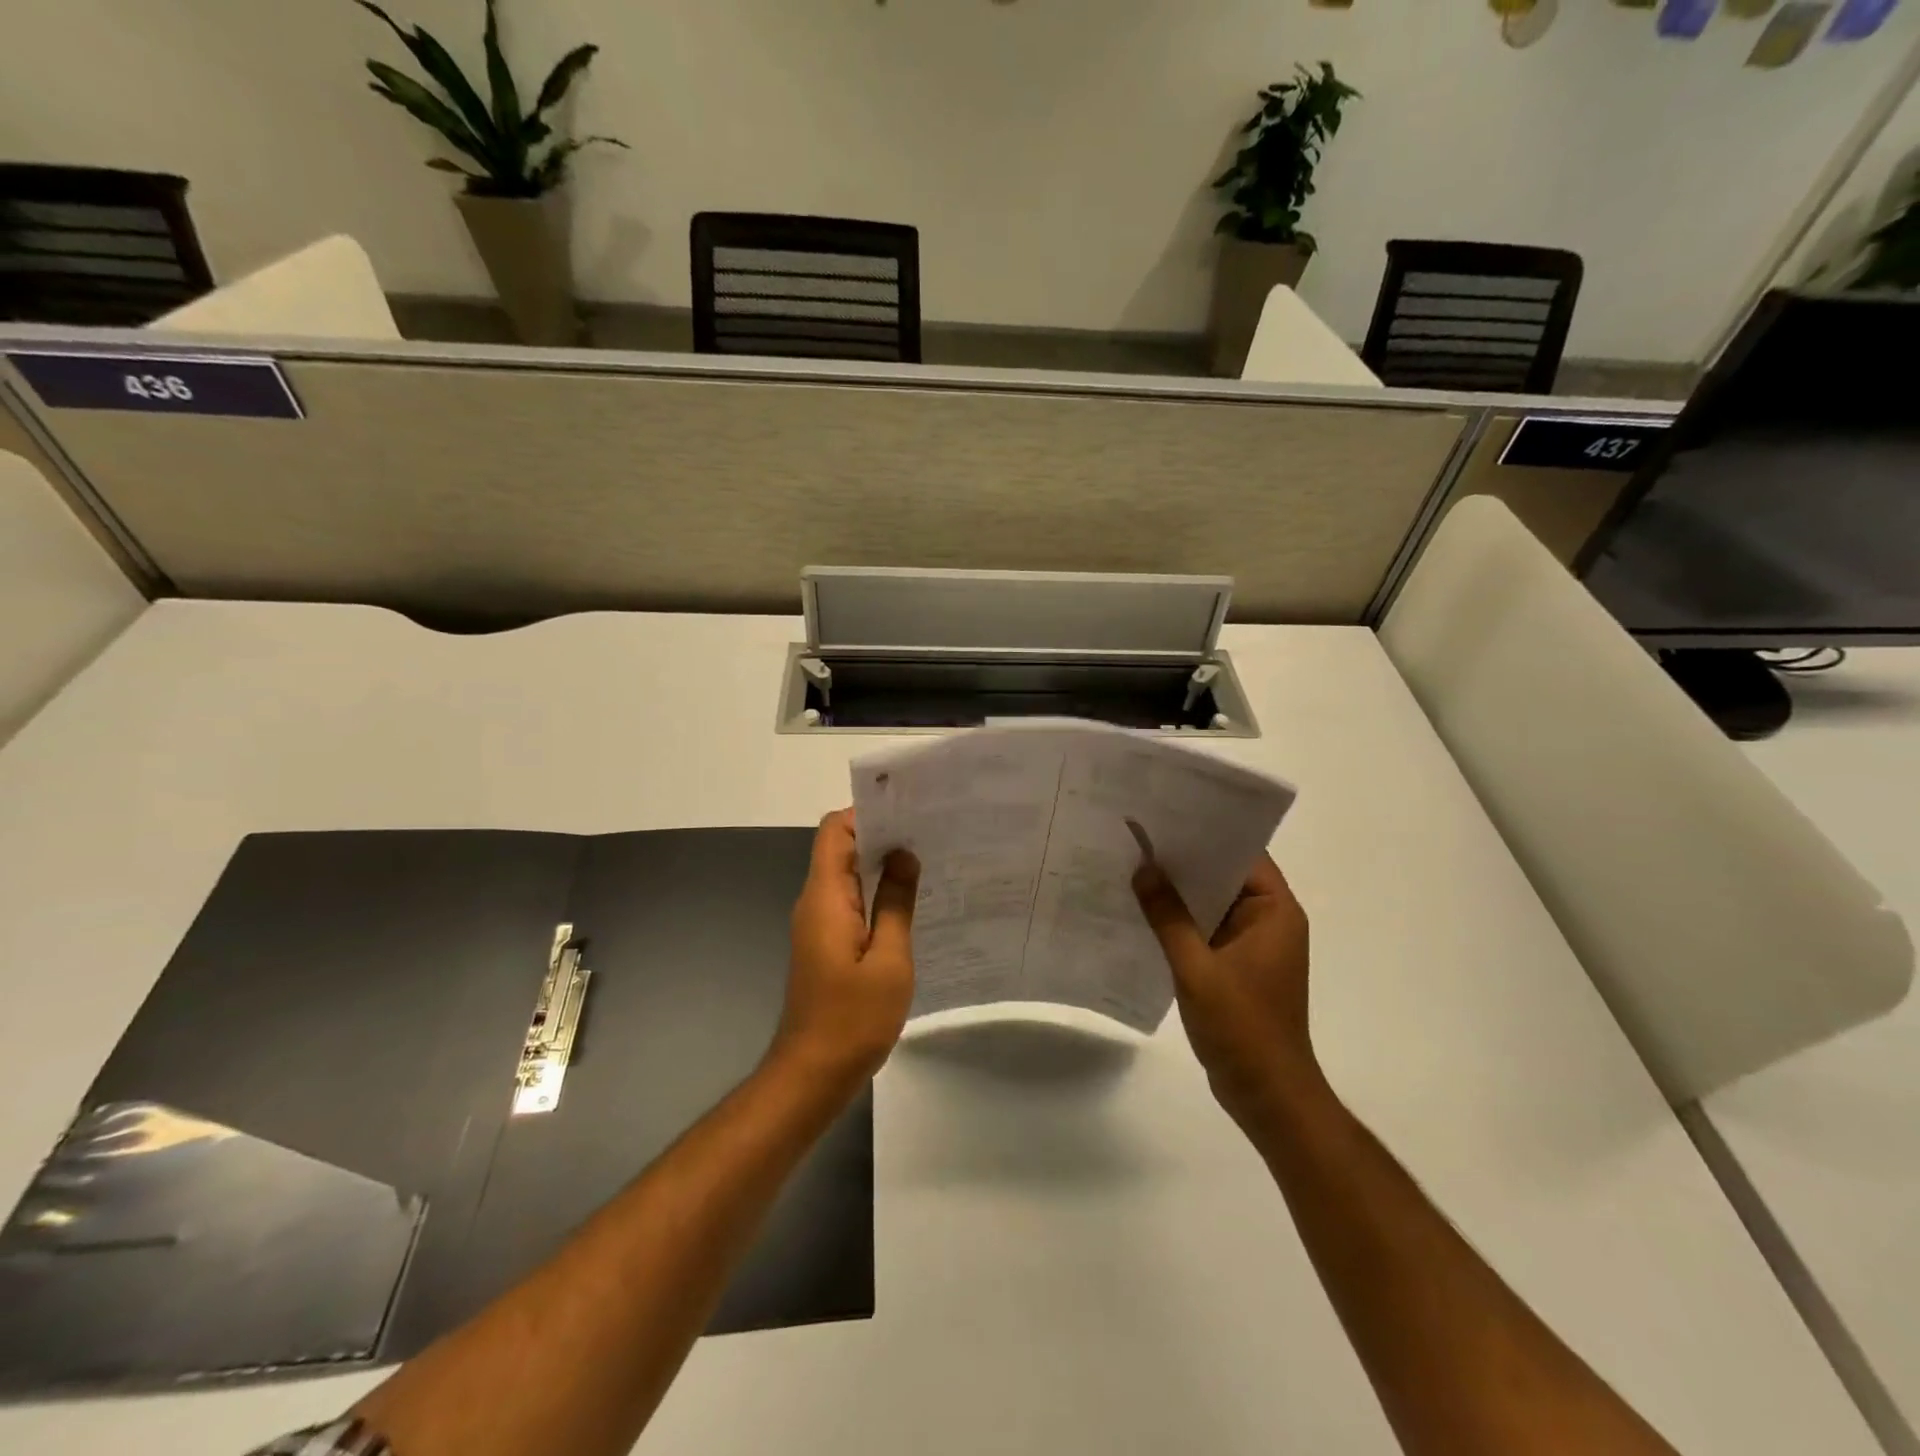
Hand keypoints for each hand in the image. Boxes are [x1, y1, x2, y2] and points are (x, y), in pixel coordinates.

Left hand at [774, 809, 919, 1083]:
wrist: (812, 1075)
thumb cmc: (853, 1019)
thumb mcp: (889, 960)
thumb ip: (896, 902)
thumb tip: (904, 855)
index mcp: (826, 897)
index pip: (836, 831)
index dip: (867, 813)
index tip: (909, 811)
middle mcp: (815, 902)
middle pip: (840, 848)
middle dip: (881, 833)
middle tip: (930, 831)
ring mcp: (817, 924)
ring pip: (845, 874)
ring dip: (880, 863)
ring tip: (927, 859)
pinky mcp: (824, 943)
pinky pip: (848, 901)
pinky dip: (875, 892)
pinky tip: (909, 901)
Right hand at [1133, 851, 1316, 1125]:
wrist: (1266, 1095)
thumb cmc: (1242, 1027)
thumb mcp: (1197, 968)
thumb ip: (1168, 917)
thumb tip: (1143, 868)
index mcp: (1274, 912)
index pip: (1243, 854)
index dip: (1206, 832)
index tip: (1165, 816)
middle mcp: (1267, 921)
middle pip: (1224, 875)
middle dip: (1184, 861)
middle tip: (1137, 838)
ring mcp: (1251, 945)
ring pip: (1210, 904)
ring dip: (1178, 893)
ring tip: (1132, 867)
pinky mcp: (1234, 966)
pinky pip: (1204, 930)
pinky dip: (1178, 922)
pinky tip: (1141, 913)